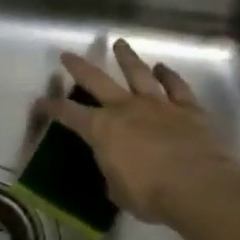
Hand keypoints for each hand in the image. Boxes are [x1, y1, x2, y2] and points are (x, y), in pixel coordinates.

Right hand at [41, 39, 239, 231]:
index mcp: (102, 130)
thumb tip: (114, 169)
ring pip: (138, 73)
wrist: (199, 188)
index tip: (40, 102)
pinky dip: (169, 75)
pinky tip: (162, 67)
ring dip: (127, 58)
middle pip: (98, 81)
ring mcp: (159, 105)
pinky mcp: (189, 109)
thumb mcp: (117, 190)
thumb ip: (113, 172)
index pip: (68, 113)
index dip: (51, 107)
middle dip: (79, 67)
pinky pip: (177, 86)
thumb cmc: (150, 195)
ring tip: (119, 44)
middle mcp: (126, 109)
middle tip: (68, 55)